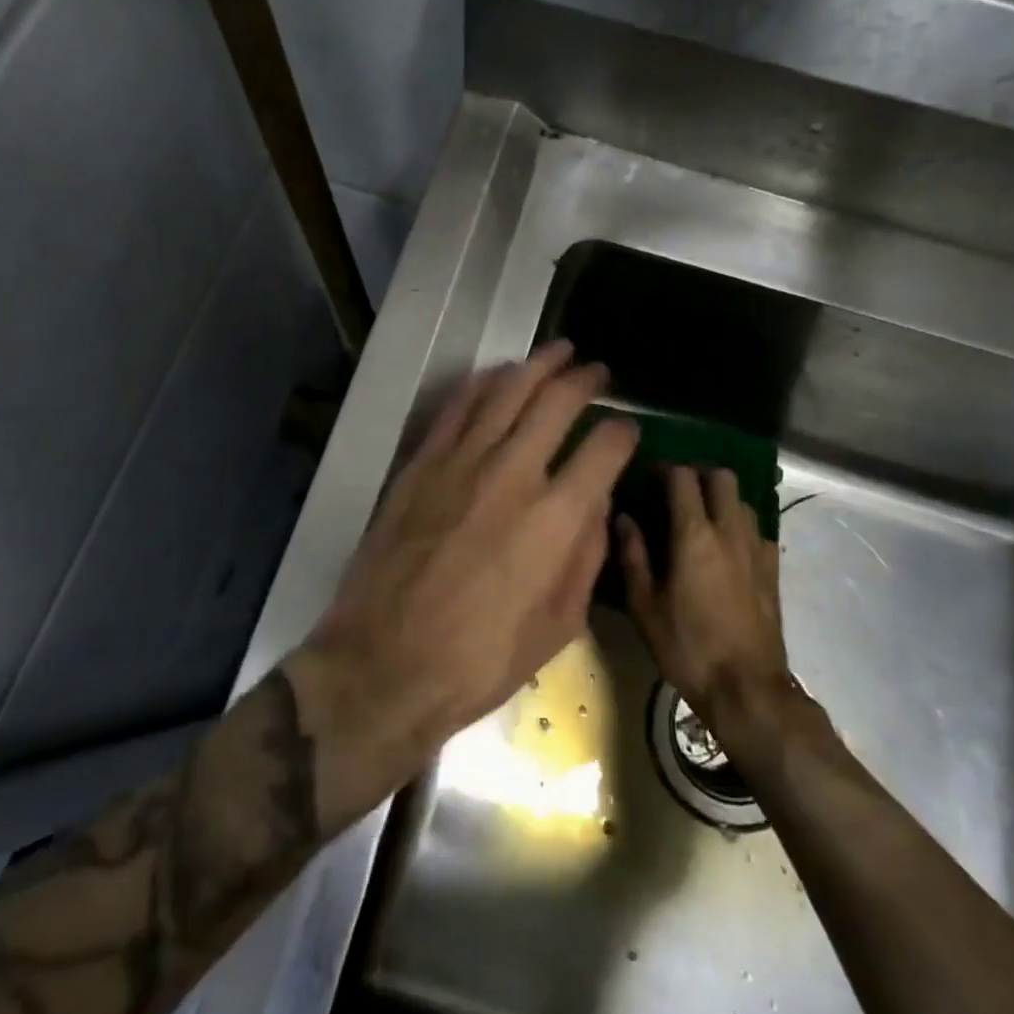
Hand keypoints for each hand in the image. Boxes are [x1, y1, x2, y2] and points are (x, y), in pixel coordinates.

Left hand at [298, 342, 638, 799]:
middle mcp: (514, 473)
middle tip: (596, 371)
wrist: (387, 662)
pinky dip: (484, 383)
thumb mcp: (560, 625)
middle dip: (585, 380)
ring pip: (508, 390)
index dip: (623, 431)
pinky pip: (458, 406)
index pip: (604, 448)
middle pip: (557, 401)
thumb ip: (587, 556)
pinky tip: (498, 374)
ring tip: (558, 351)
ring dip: (538, 365)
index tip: (626, 429)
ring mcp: (463, 461)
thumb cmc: (482, 658)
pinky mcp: (423, 462)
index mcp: (557, 517)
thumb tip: (597, 506)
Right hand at [617, 466, 788, 724]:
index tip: (648, 474)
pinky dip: (740, 526)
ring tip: (700, 516)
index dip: (665, 468)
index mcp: (694, 535)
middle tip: (676, 488)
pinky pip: (758, 530)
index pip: (683, 478)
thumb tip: (622, 517)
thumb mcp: (645, 606)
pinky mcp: (773, 570)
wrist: (747, 689)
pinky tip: (726, 548)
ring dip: (721, 498)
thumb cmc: (687, 648)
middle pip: (722, 477)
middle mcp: (729, 531)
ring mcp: (756, 549)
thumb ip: (633, 555)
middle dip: (699, 473)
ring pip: (743, 501)